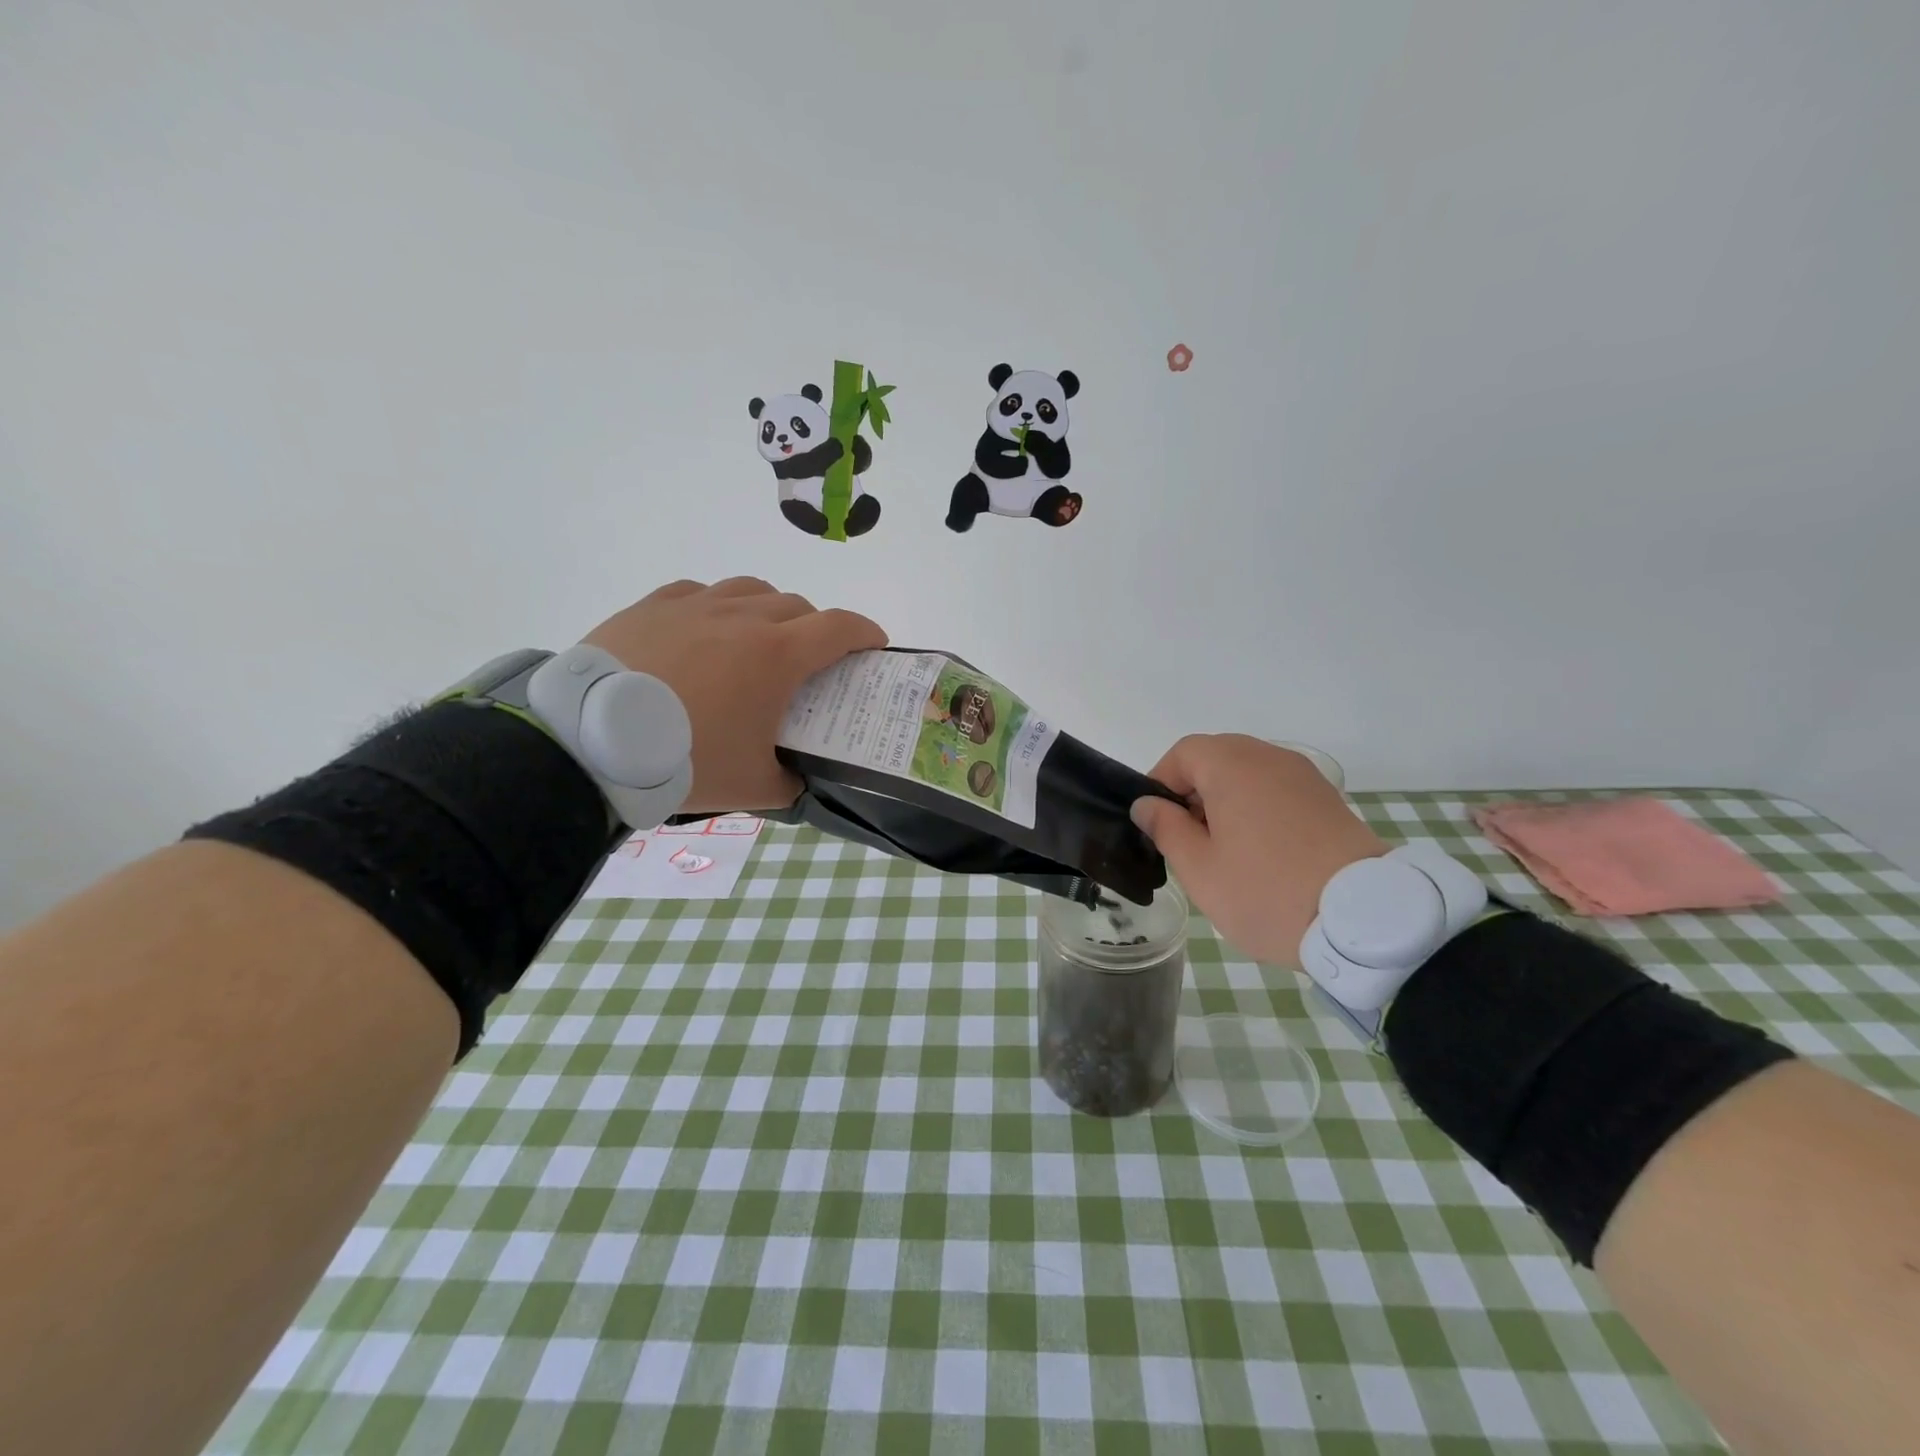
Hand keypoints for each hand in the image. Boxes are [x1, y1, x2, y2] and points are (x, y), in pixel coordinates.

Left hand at [584, 578, 885, 812]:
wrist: (593, 741)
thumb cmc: (687, 759)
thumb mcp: (752, 787)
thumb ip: (789, 784)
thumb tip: (799, 782)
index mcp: (778, 655)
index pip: (841, 628)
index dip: (866, 633)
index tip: (874, 647)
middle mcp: (744, 618)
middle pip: (798, 606)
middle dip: (815, 630)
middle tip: (807, 663)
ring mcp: (696, 605)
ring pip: (751, 589)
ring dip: (768, 610)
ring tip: (756, 640)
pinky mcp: (654, 605)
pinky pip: (699, 593)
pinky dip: (716, 608)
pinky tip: (704, 631)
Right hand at [1130, 734, 1385, 965]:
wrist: (1363, 919)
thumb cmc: (1266, 892)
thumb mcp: (1200, 869)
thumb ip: (1166, 828)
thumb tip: (1147, 804)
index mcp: (1233, 766)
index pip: (1183, 753)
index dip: (1161, 782)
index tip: (1155, 821)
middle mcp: (1270, 757)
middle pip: (1217, 758)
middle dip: (1193, 791)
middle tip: (1186, 838)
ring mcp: (1304, 776)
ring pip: (1248, 773)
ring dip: (1226, 800)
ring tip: (1223, 849)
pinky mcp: (1328, 799)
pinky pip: (1277, 789)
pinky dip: (1257, 807)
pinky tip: (1260, 850)